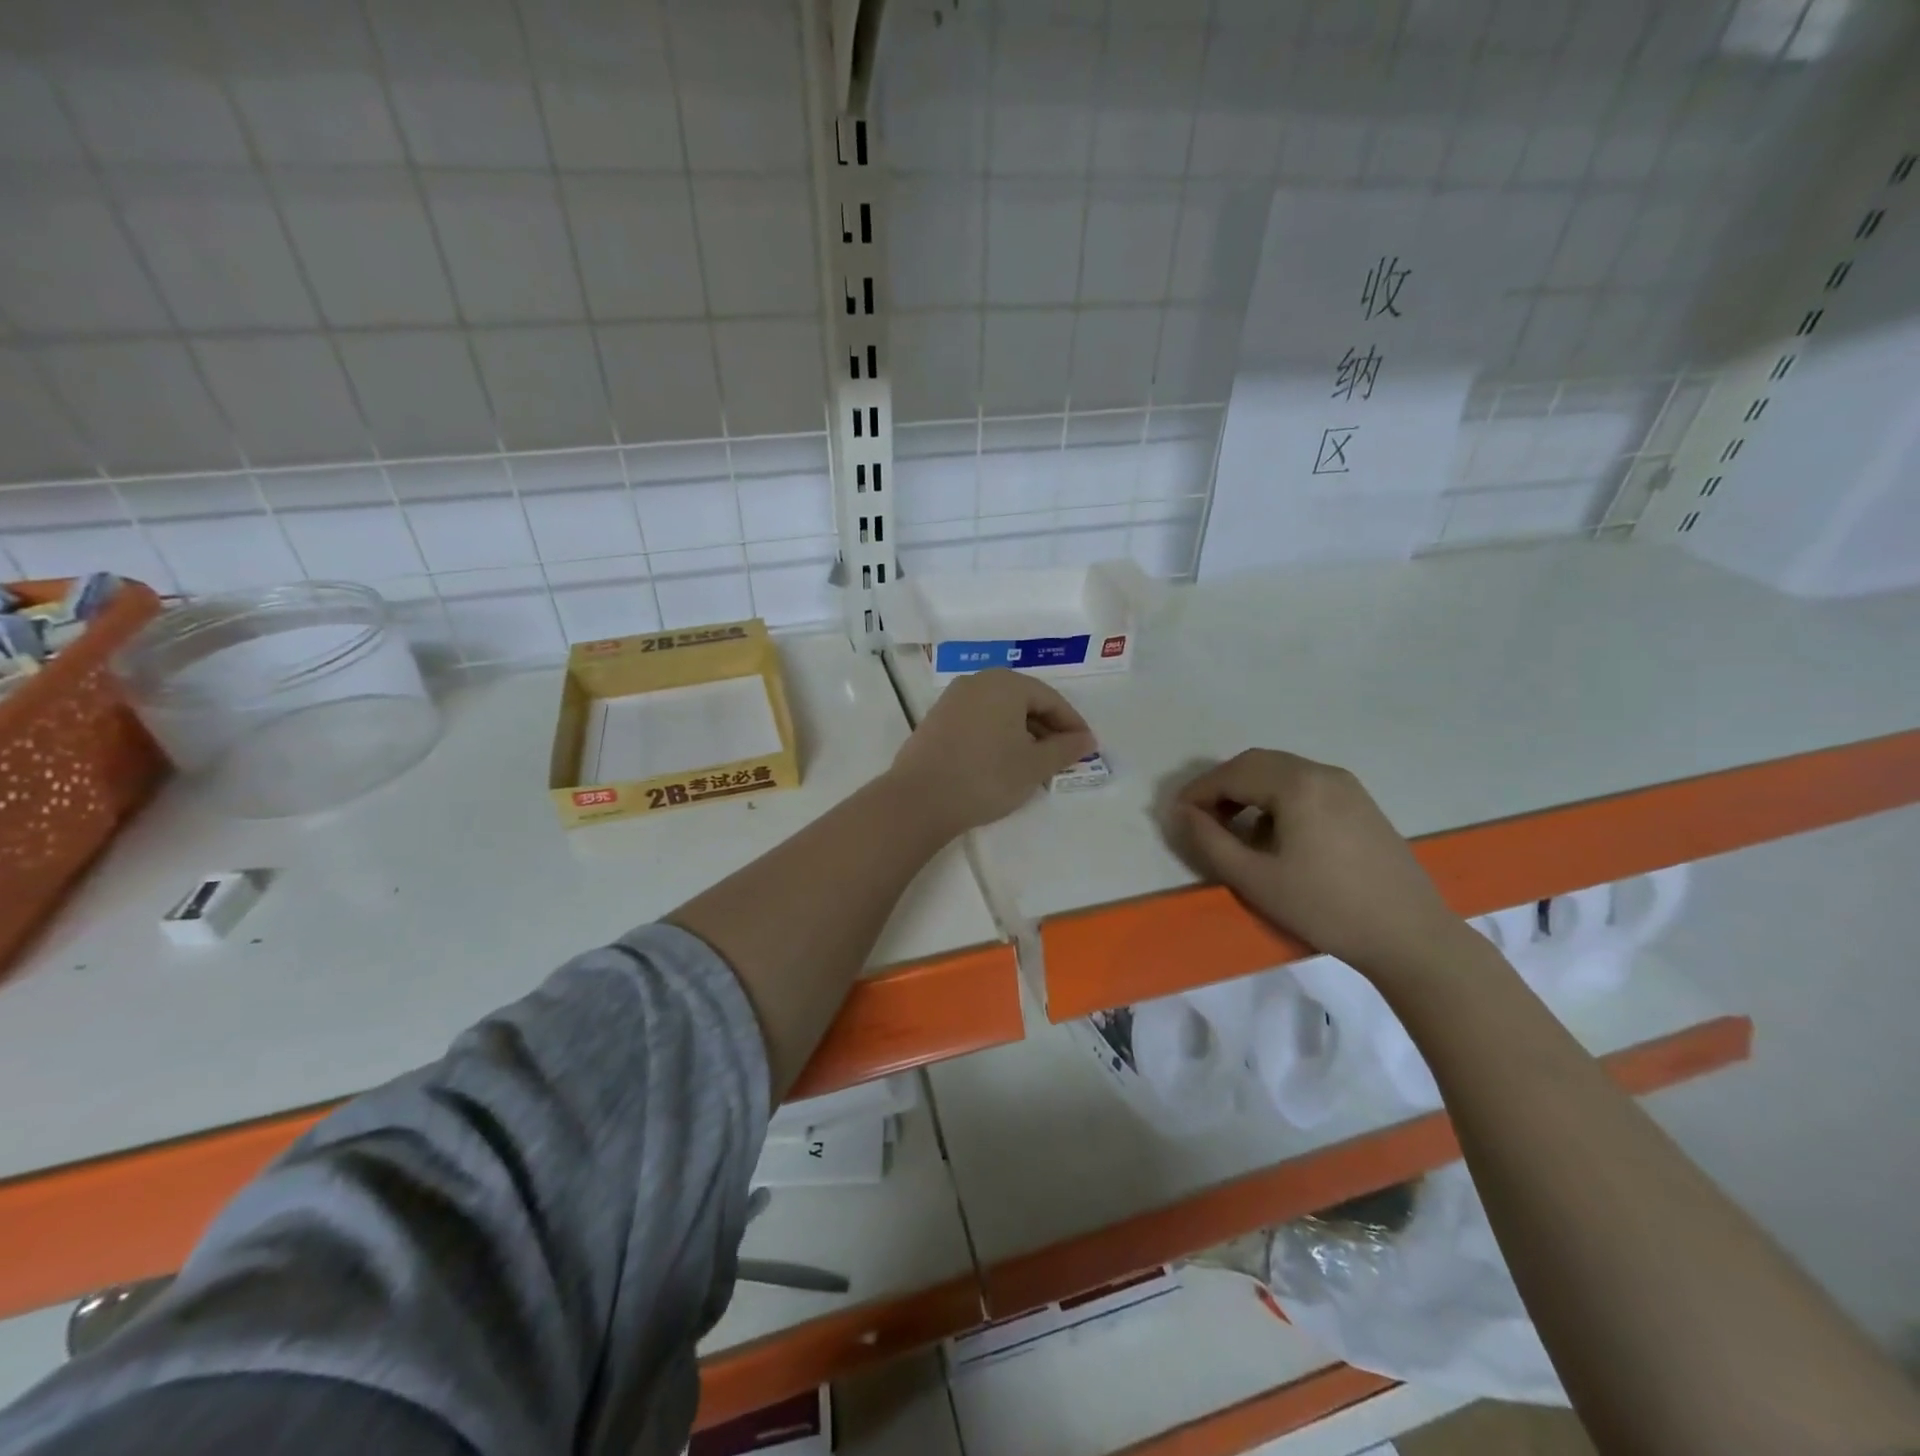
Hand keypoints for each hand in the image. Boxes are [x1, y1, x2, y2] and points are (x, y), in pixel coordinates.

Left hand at [891, 669, 1095, 836]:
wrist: (920, 799)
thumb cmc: (986, 777)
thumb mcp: (1034, 765)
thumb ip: (1065, 749)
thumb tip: (1086, 740)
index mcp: (1005, 683)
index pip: (1051, 699)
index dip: (1072, 724)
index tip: (1087, 749)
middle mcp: (978, 681)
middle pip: (1024, 701)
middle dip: (1047, 728)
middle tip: (1063, 757)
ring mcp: (953, 699)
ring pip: (1000, 711)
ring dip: (1022, 733)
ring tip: (1035, 763)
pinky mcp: (936, 719)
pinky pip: (978, 720)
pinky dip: (997, 735)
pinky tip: (1002, 761)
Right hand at [1174, 749, 1471, 977]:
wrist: (1409, 935)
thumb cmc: (1324, 907)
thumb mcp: (1255, 879)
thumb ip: (1210, 842)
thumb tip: (1182, 813)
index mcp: (1296, 784)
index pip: (1231, 774)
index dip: (1198, 792)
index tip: (1178, 817)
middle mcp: (1321, 772)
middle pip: (1256, 763)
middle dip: (1222, 786)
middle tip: (1201, 819)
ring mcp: (1346, 786)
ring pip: (1281, 771)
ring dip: (1249, 790)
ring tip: (1233, 828)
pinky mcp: (1361, 803)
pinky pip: (1305, 785)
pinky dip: (1276, 797)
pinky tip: (1273, 833)